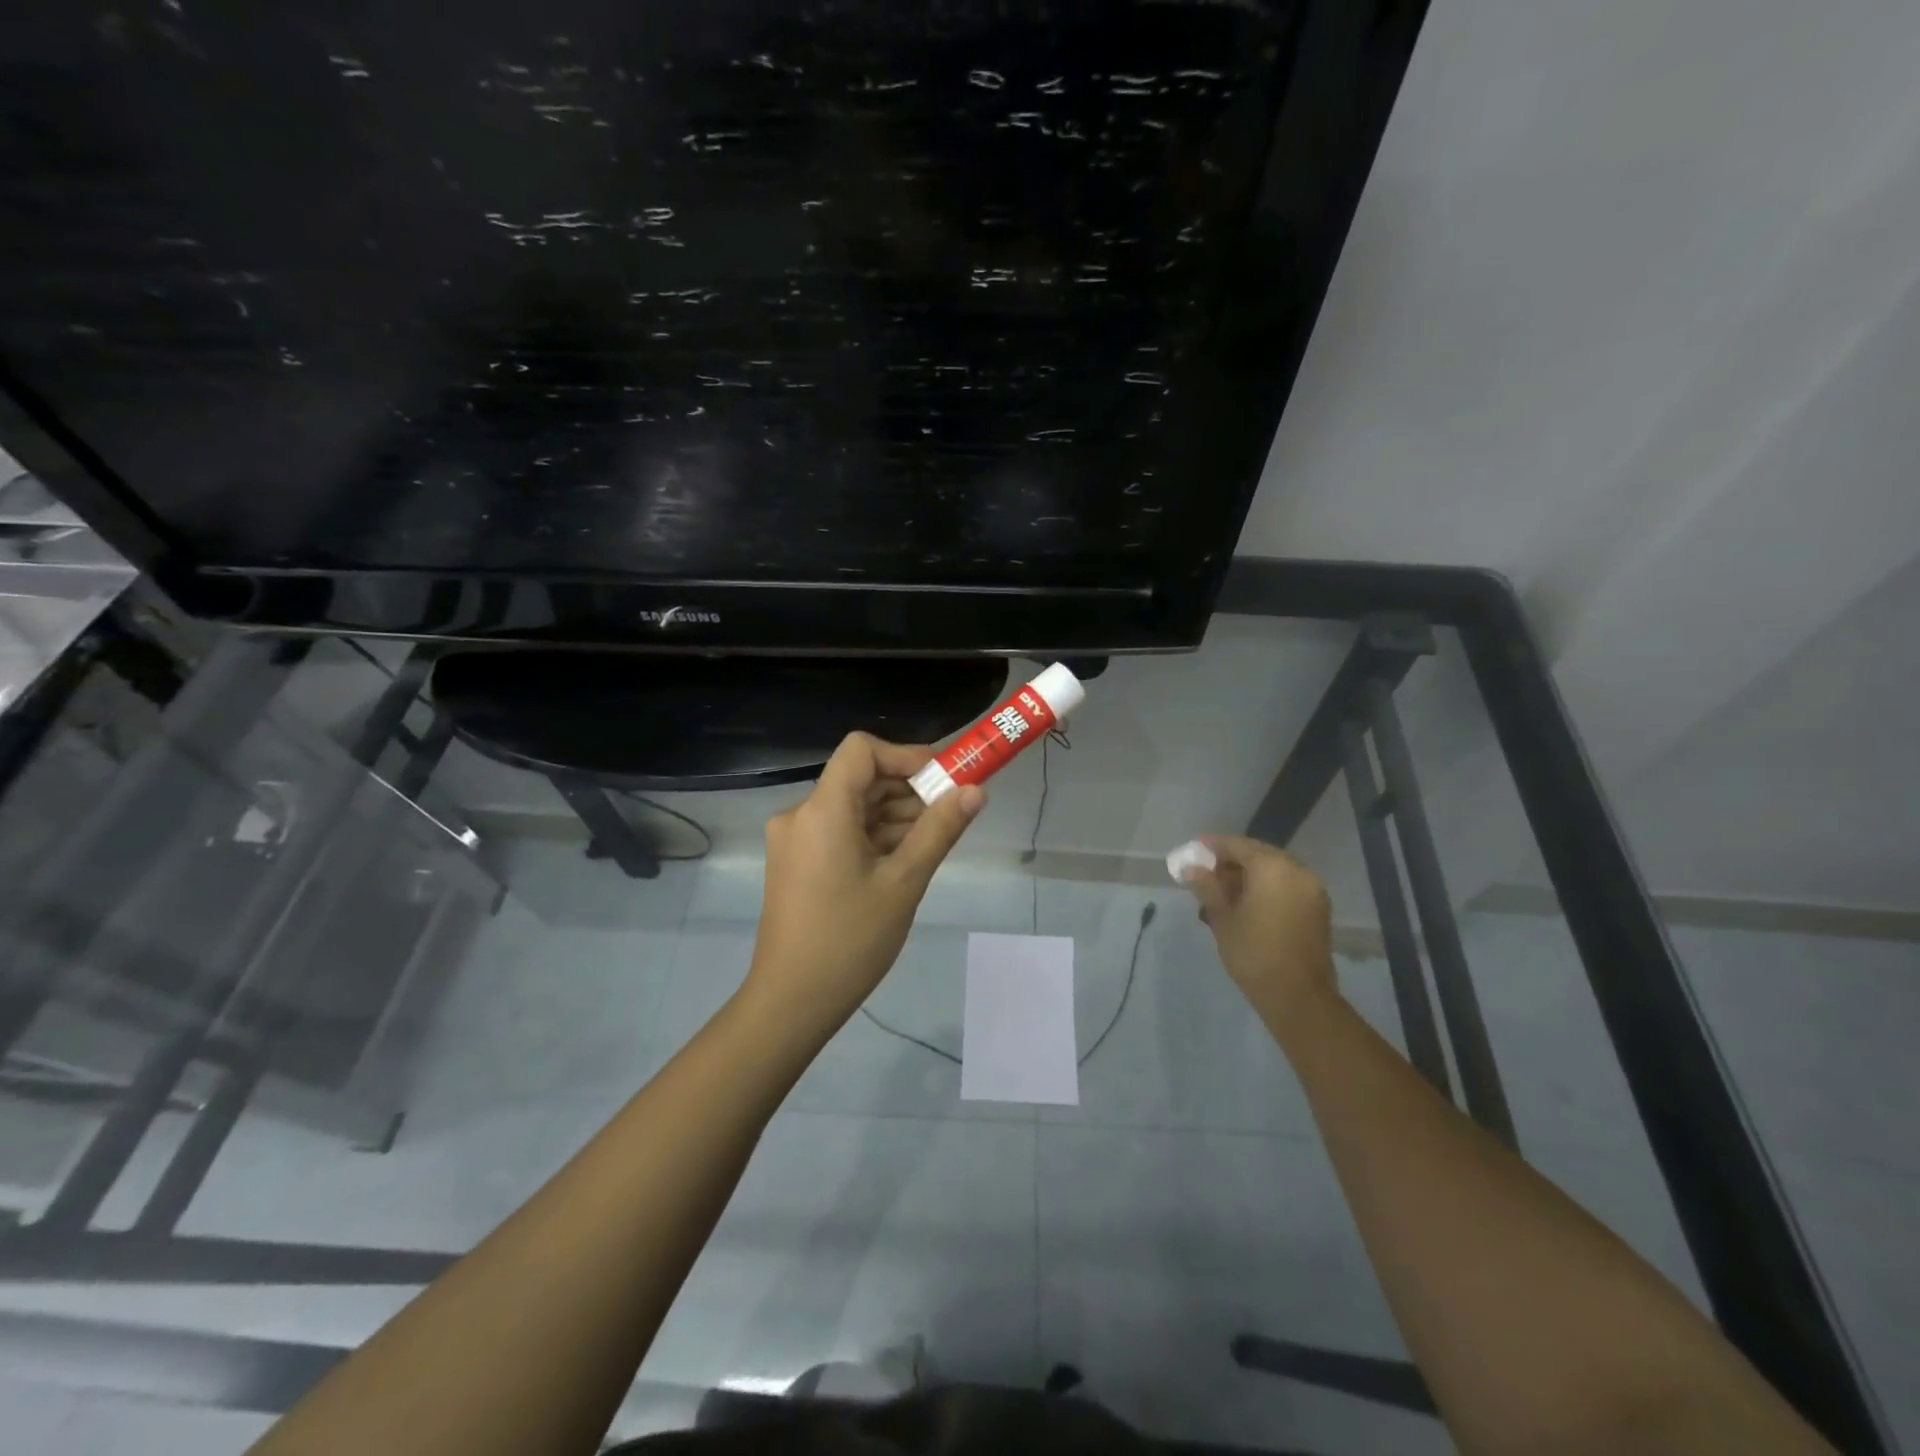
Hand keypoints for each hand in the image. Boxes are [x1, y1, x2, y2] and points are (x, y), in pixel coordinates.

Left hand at [745, 733, 984, 1034]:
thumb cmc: (850, 940)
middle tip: (950, 815)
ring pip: (852, 807)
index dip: (905, 756)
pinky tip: (903, 861)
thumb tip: (976, 791)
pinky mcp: (796, 862)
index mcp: (822, 810)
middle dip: (908, 790)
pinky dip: (872, 836)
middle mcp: (801, 814)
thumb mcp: (904, 882)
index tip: (943, 780)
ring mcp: (795, 840)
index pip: (861, 750)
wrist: (791, 1002)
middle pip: (859, 779)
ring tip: (932, 843)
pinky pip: (840, 831)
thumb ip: (940, 830)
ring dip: (894, 816)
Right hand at [1184, 834, 1335, 1028]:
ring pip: (1273, 871)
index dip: (1213, 846)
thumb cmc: (1253, 952)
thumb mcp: (1222, 917)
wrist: (1298, 996)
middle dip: (1231, 861)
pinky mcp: (1317, 908)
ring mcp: (1312, 889)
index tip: (1193, 849)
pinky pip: (1286, 886)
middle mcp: (1297, 870)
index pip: (1237, 845)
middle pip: (1258, 855)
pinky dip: (1266, 888)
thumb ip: (1207, 886)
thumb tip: (1191, 868)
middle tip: (1205, 873)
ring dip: (1248, 876)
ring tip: (1221, 894)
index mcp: (1272, 867)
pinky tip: (1245, 905)